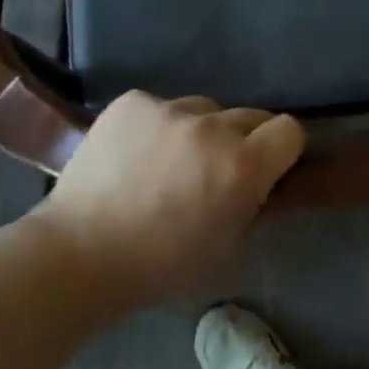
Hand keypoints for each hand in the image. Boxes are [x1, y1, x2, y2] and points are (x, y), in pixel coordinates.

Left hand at [32, 92, 304, 309]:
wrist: (79, 253)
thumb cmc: (160, 267)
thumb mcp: (227, 248)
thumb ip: (254, 205)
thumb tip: (263, 182)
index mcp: (242, 165)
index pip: (289, 130)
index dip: (282, 150)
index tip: (267, 168)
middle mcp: (212, 126)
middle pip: (249, 116)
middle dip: (241, 141)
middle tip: (214, 173)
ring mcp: (168, 108)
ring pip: (203, 109)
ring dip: (198, 132)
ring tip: (166, 165)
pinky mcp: (133, 100)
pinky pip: (161, 107)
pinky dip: (156, 127)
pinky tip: (134, 156)